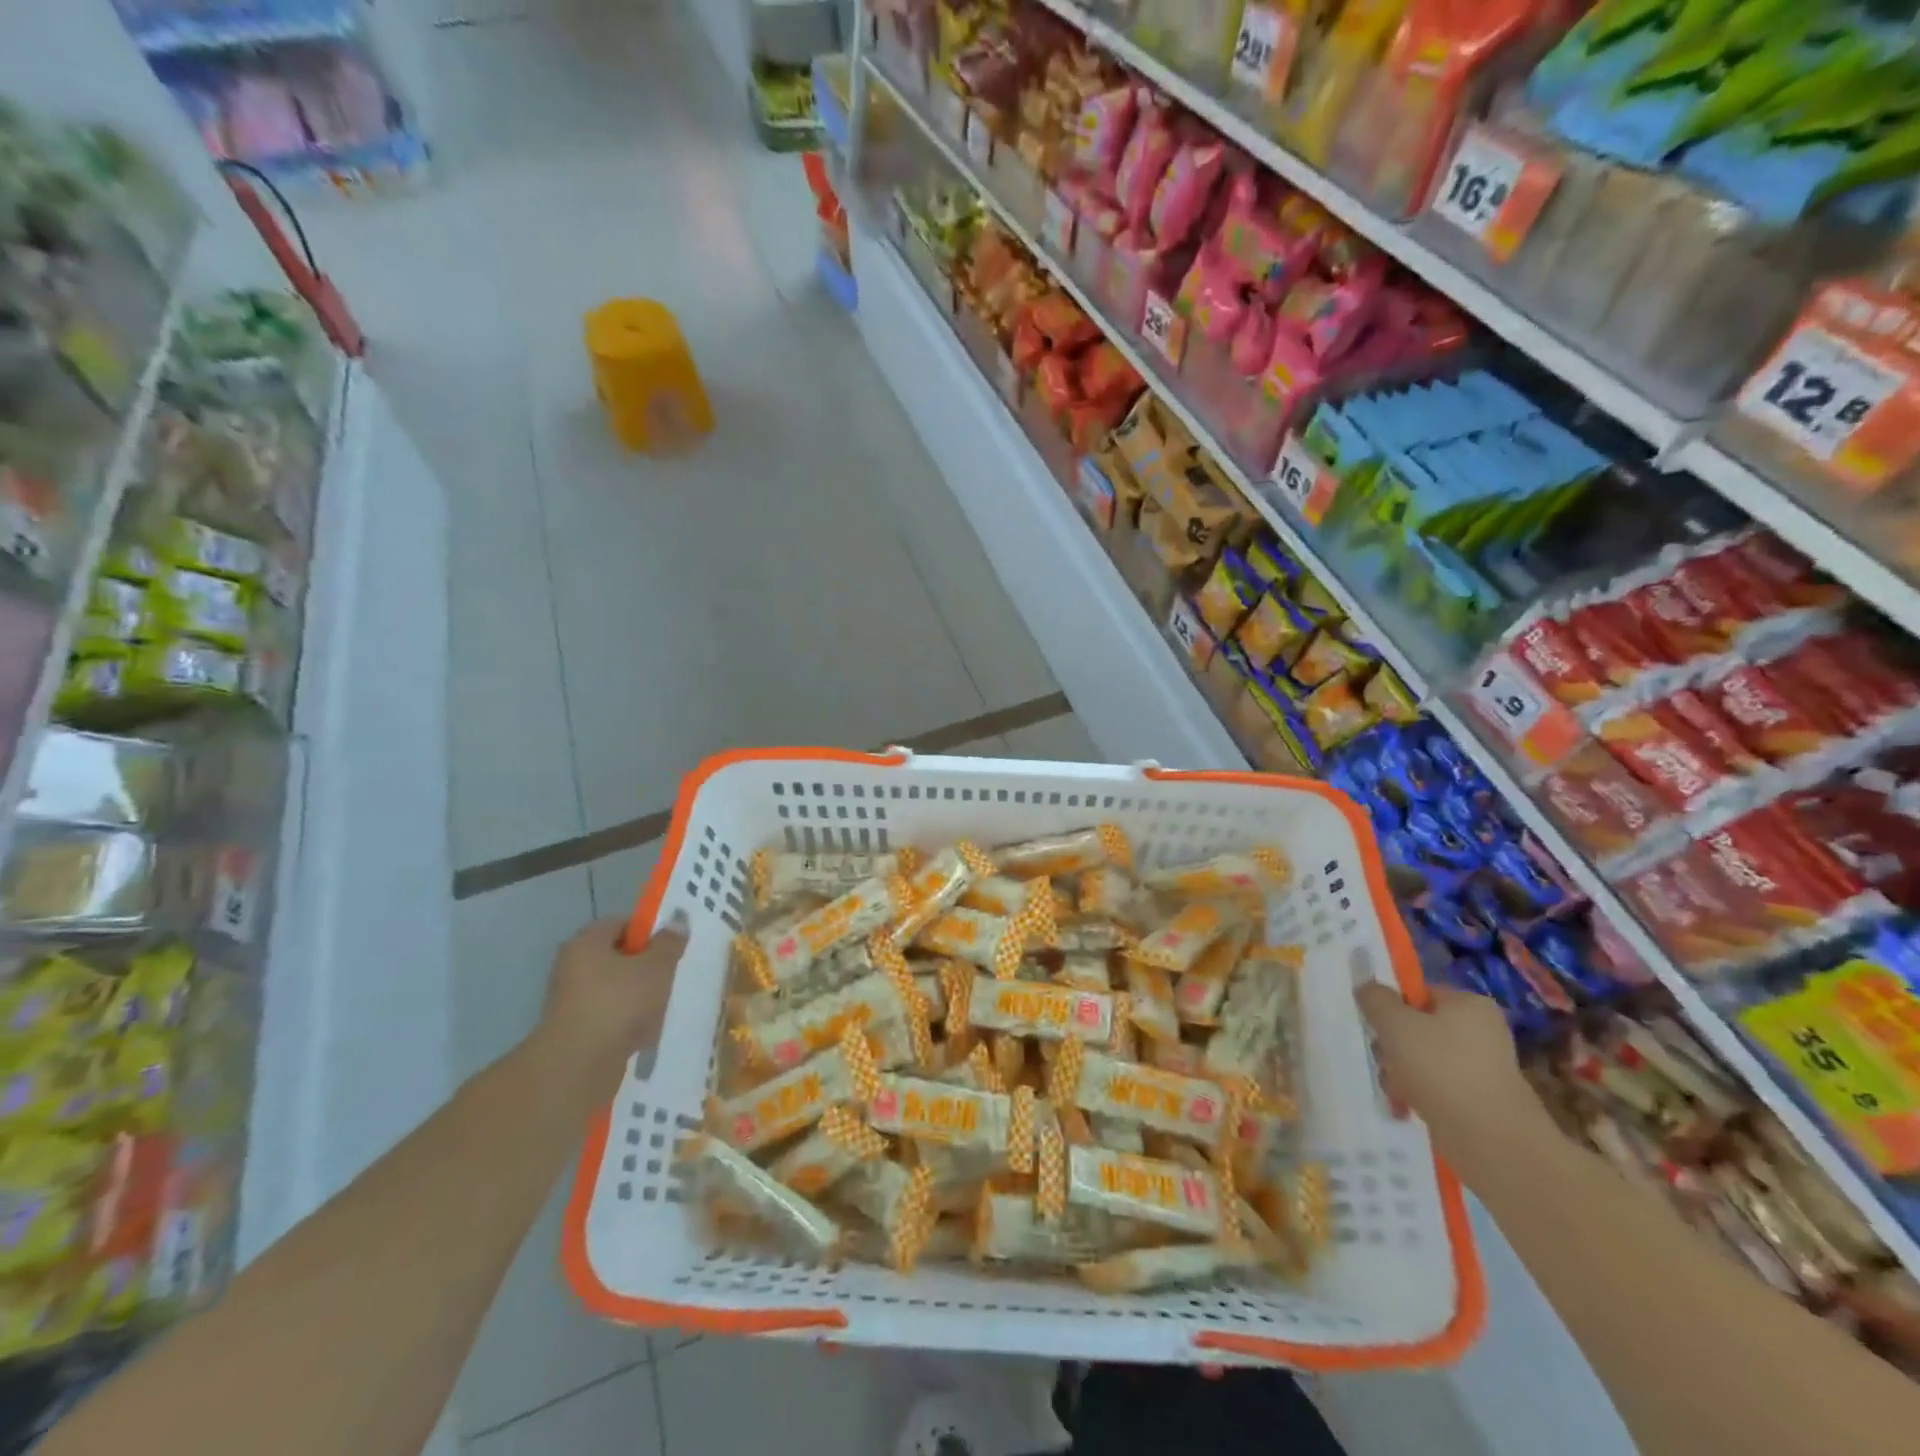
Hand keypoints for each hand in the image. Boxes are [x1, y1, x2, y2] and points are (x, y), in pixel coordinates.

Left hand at [541, 915, 686, 1096]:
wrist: (579, 1065)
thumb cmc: (620, 1002)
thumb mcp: (657, 966)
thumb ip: (670, 942)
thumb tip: (678, 920)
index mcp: (586, 942)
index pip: (621, 924)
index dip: (648, 933)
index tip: (670, 949)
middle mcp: (572, 966)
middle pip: (618, 958)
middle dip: (645, 968)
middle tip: (669, 977)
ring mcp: (569, 1001)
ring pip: (615, 990)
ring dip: (638, 998)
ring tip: (660, 1009)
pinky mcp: (573, 1031)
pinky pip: (608, 1018)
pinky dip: (625, 1023)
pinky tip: (643, 1035)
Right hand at [1356, 981, 1547, 1169]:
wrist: (1491, 1141)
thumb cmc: (1440, 1068)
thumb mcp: (1394, 1023)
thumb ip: (1375, 998)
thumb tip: (1368, 987)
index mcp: (1470, 1004)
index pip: (1419, 993)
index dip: (1391, 1007)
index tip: (1375, 1027)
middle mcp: (1483, 1031)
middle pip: (1418, 1027)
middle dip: (1393, 1046)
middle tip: (1384, 1061)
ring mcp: (1484, 1068)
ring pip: (1423, 1059)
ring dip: (1399, 1072)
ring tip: (1395, 1091)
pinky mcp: (1481, 1100)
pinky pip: (1437, 1086)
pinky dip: (1418, 1094)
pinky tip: (1406, 1107)